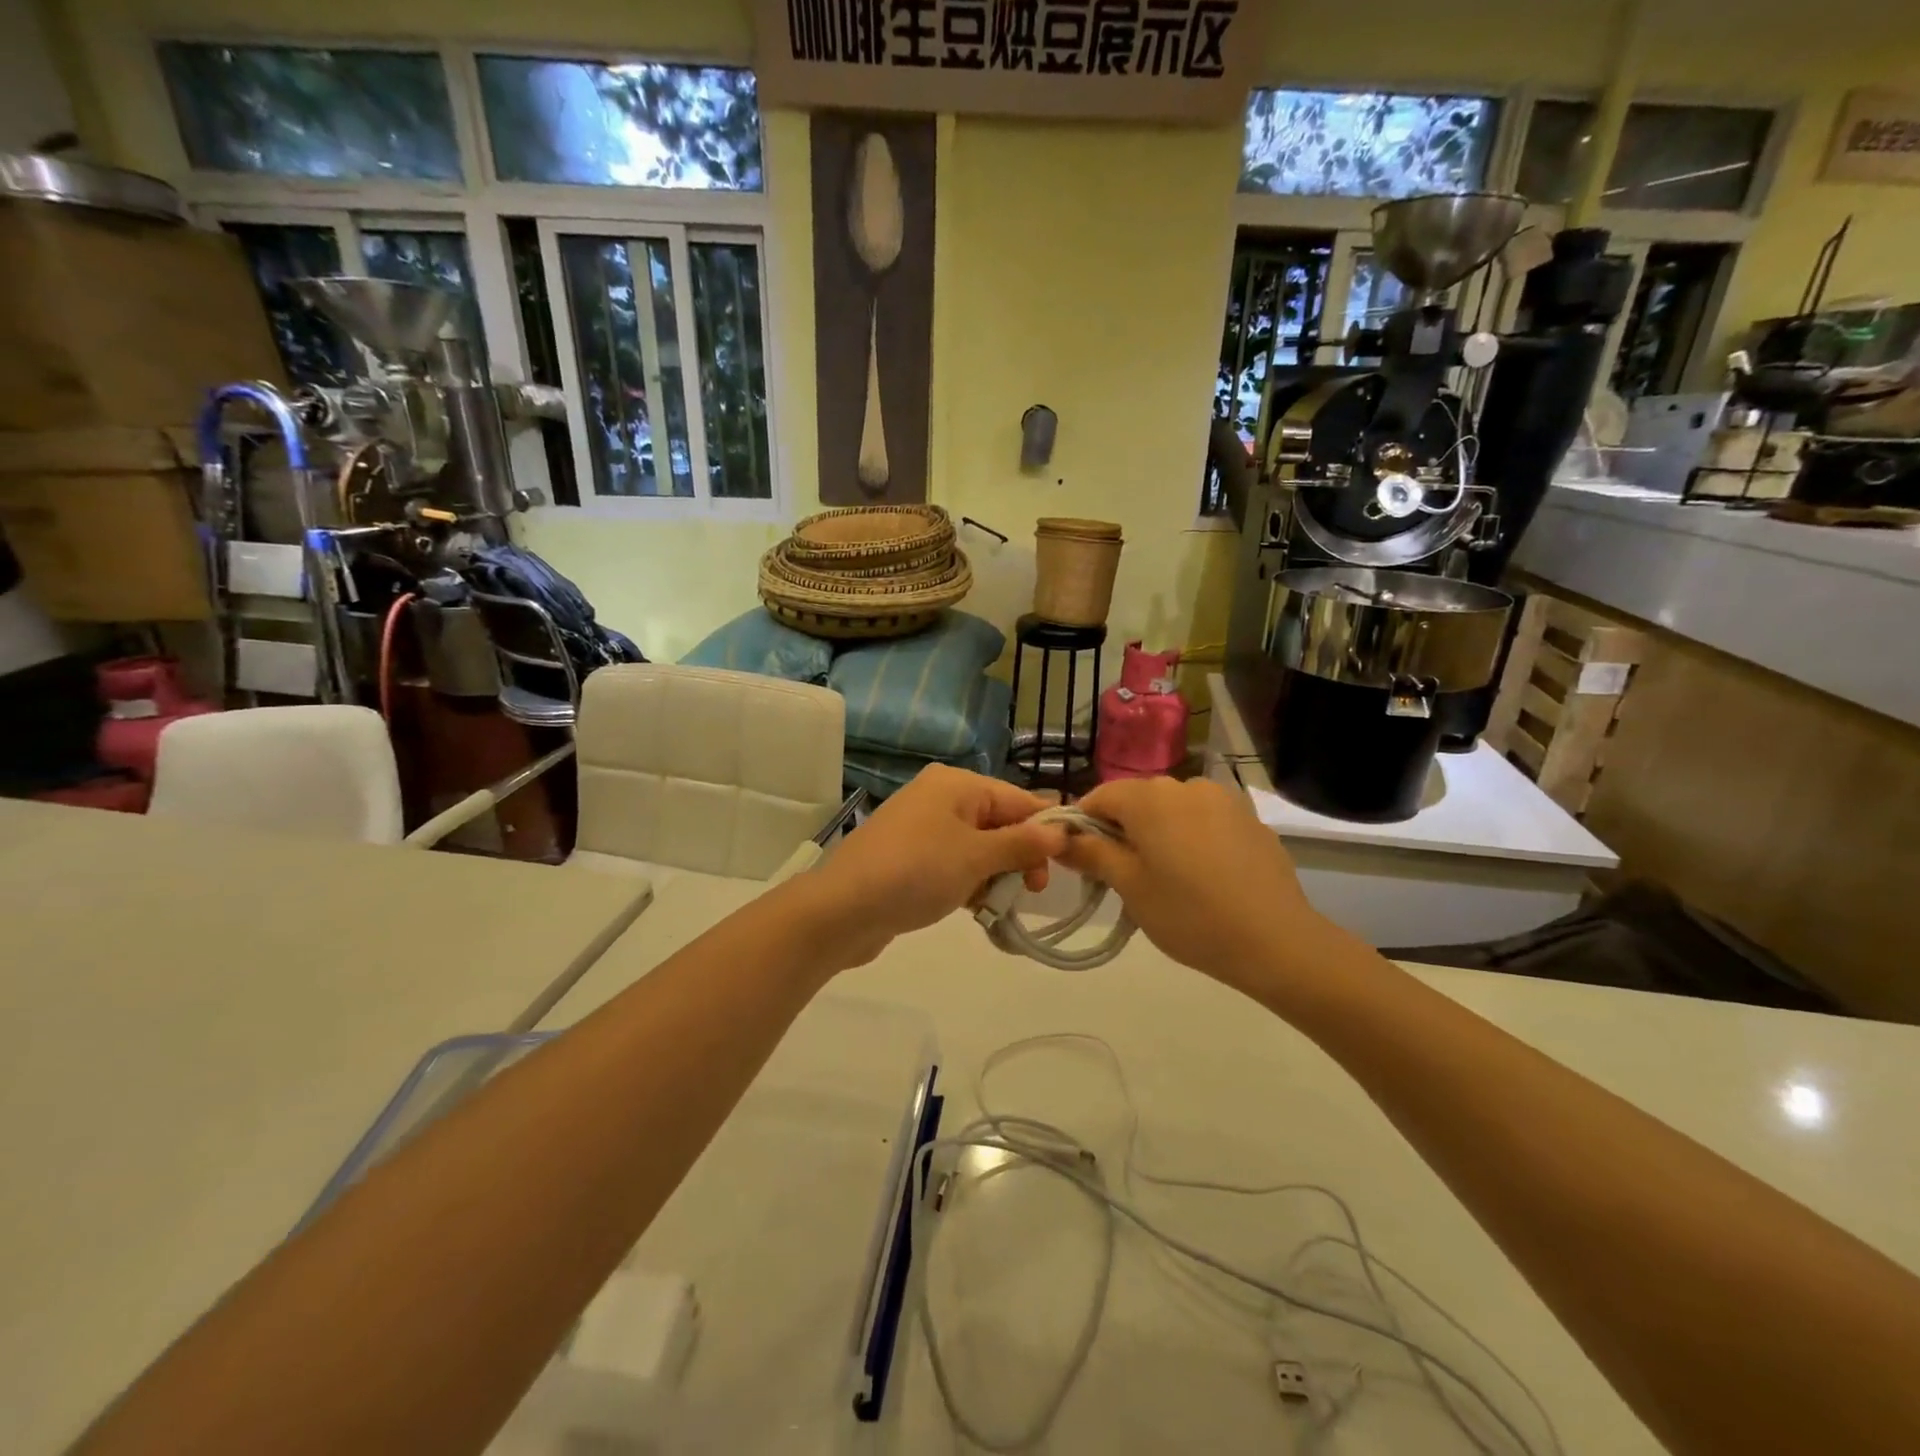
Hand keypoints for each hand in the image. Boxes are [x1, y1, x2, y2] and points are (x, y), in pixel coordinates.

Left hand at [798, 766, 1067, 969]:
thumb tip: (1061, 830)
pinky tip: (975, 908)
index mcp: (957, 785)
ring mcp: (923, 828)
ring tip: (997, 905)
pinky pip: (955, 864)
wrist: (843, 910)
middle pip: (1000, 823)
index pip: (1018, 799)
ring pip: (979, 848)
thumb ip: (1022, 843)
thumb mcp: (976, 857)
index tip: (1069, 864)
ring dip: (995, 875)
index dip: (1046, 829)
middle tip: (1031, 891)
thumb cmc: (916, 872)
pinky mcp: (911, 858)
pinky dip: (970, 883)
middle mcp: (941, 798)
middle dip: (1019, 856)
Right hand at [1059, 776, 1334, 994]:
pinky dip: (1191, 839)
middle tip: (1120, 877)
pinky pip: (1204, 821)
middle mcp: (1186, 784)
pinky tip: (1203, 878)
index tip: (1080, 860)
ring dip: (1158, 834)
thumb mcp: (1130, 887)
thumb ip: (1092, 854)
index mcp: (1151, 797)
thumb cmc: (1190, 915)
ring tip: (1165, 879)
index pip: (1099, 796)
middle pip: (1137, 800)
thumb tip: (1061, 838)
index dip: (1081, 824)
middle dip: (1121, 831)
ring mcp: (1223, 800)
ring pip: (1172, 810)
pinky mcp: (1250, 820)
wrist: (1277, 941)